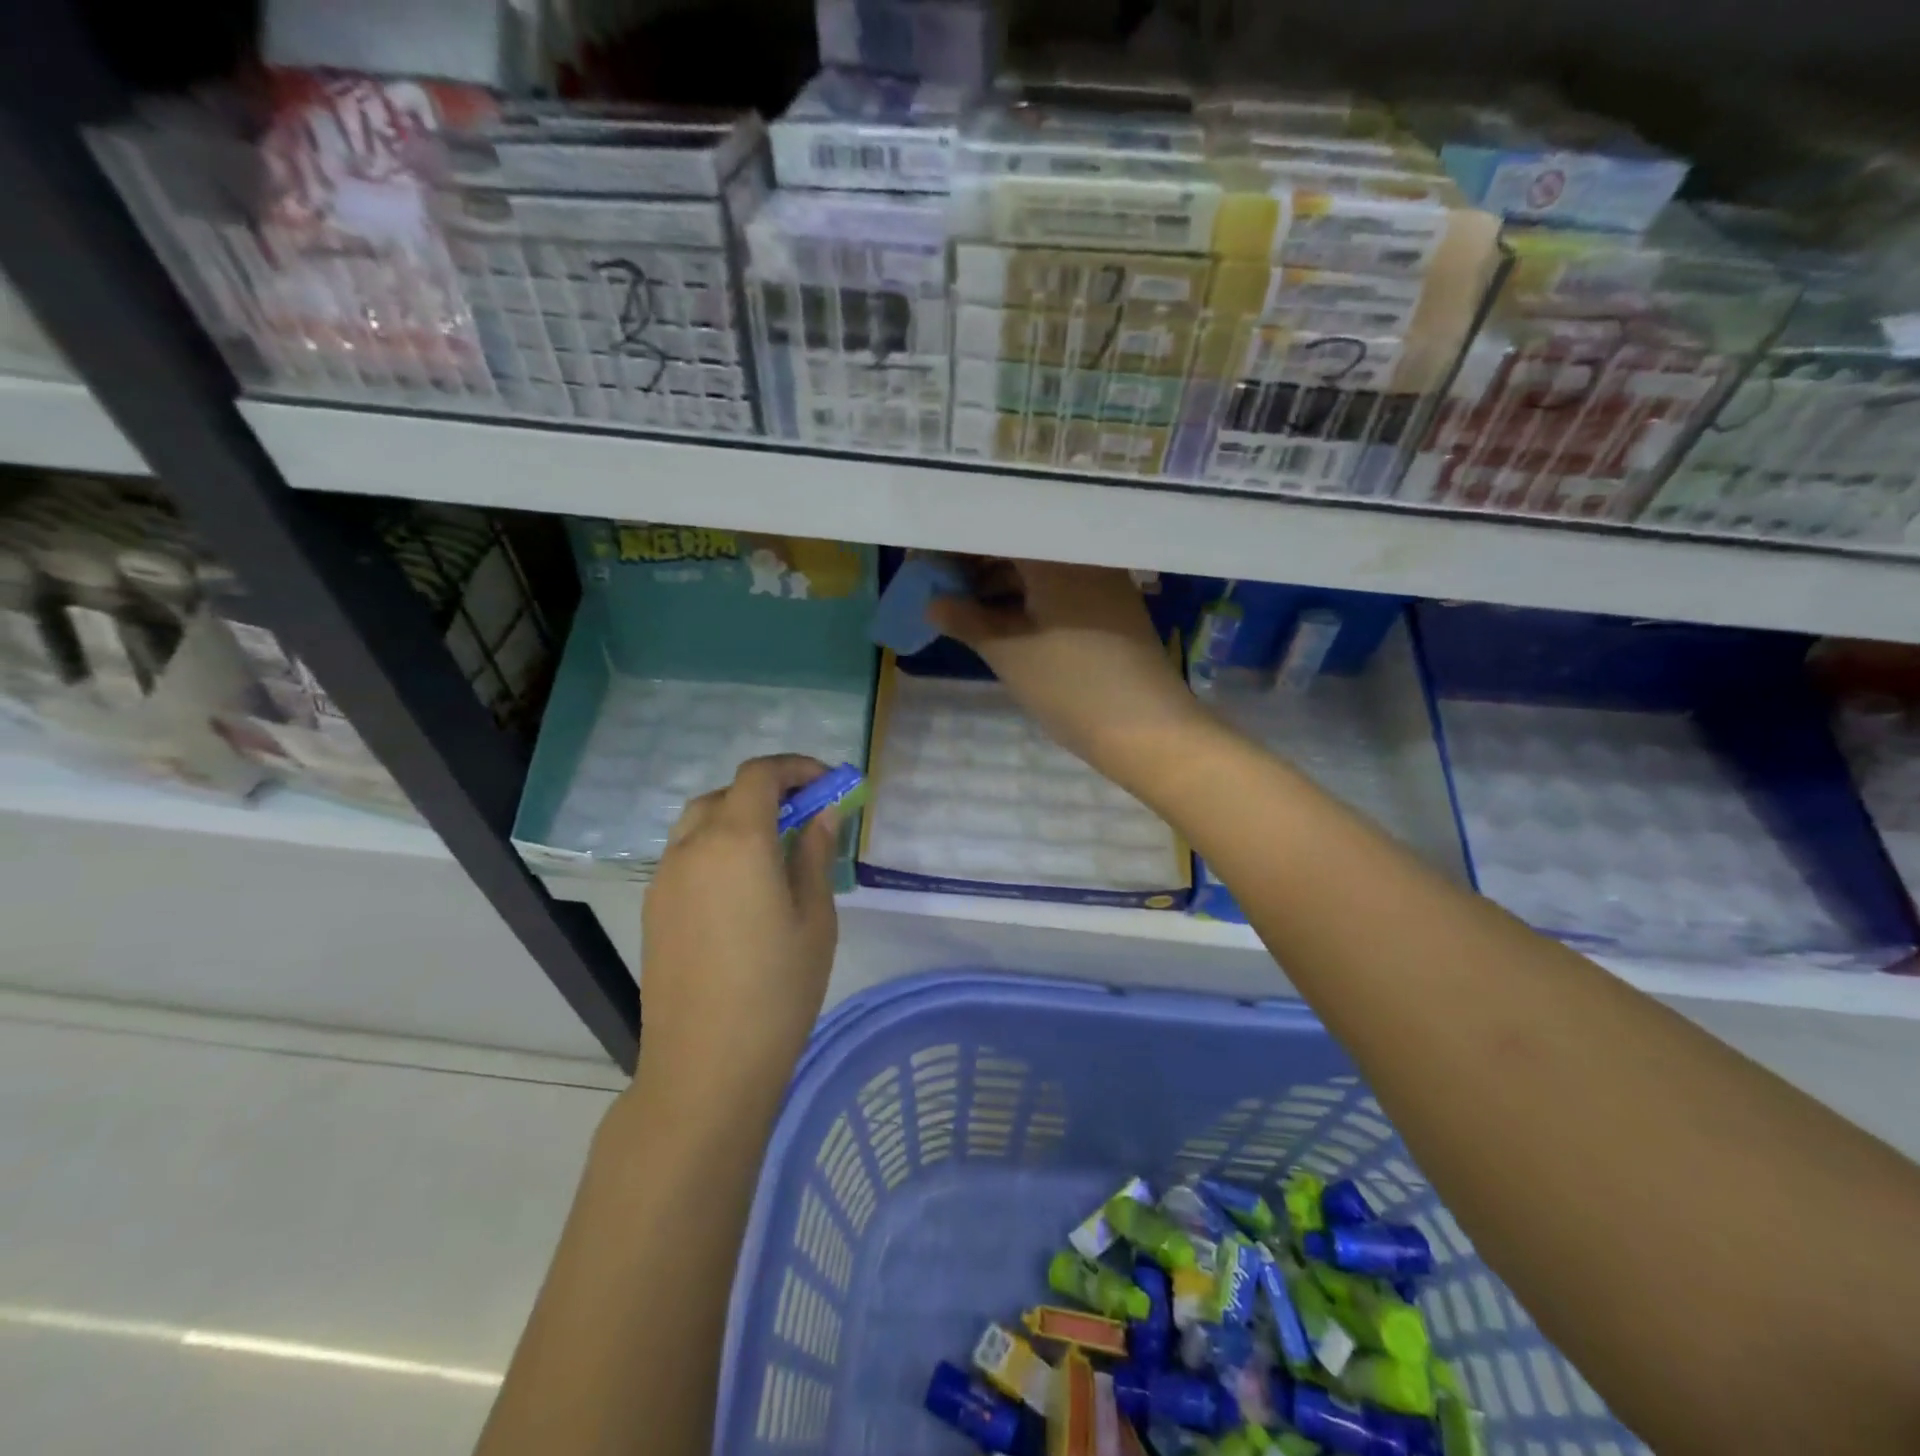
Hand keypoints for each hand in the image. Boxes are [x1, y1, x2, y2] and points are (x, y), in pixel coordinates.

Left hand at [639, 756, 840, 1089]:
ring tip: (775, 849)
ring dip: (739, 817)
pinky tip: (743, 886)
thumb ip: (815, 854)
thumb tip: (822, 813)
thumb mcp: (815, 918)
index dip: (796, 768)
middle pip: (727, 793)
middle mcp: (691, 848)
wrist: (706, 1065)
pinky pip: (686, 855)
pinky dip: (716, 847)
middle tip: (806, 817)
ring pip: (700, 822)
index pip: (760, 775)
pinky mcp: (653, 908)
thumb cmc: (777, 989)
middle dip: (769, 792)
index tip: (828, 785)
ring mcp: (664, 878)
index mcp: (736, 841)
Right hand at [928, 560, 1206, 775]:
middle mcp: (1082, 552)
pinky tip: (1000, 618)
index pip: (993, 529)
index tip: (922, 561)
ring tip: (960, 606)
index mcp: (1055, 552)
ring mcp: (1102, 578)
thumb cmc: (1071, 685)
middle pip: (1017, 544)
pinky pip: (1057, 587)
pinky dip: (1026, 598)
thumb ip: (965, 619)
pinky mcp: (1110, 605)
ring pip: (1037, 567)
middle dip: (973, 563)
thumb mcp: (1009, 652)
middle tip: (935, 585)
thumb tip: (932, 603)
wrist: (1148, 729)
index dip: (954, 545)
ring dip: (998, 583)